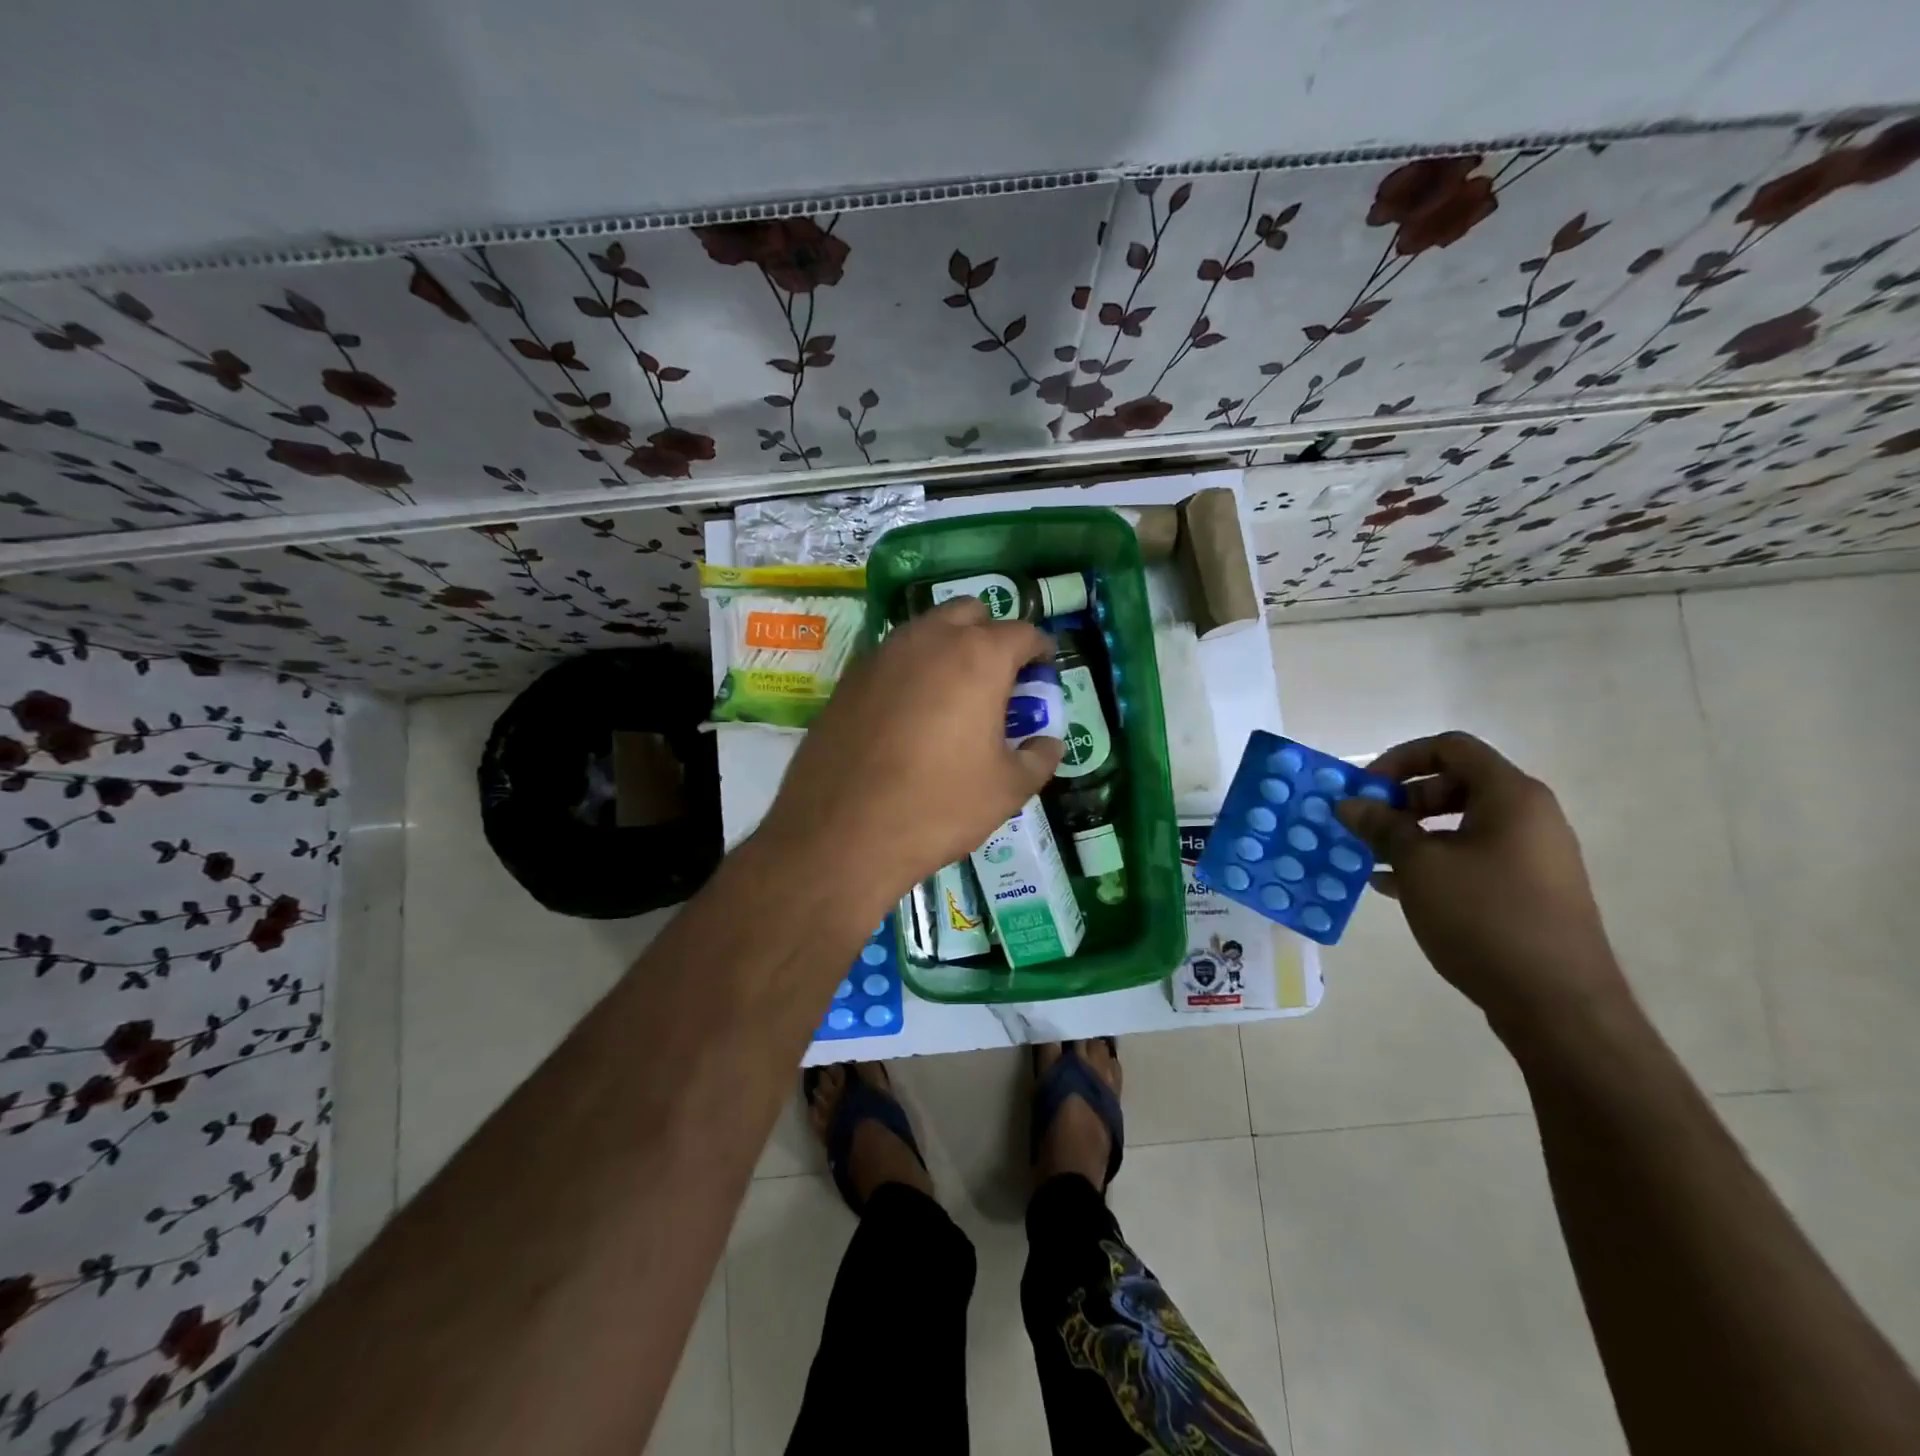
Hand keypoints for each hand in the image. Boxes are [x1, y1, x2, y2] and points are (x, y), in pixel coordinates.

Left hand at [758, 597, 1064, 912]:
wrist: (841, 833)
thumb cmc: (938, 807)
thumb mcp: (1007, 790)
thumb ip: (1038, 758)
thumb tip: (1048, 743)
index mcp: (978, 657)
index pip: (1022, 633)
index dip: (1040, 651)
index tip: (1043, 671)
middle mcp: (929, 639)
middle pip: (969, 613)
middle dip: (990, 634)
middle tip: (998, 677)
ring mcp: (882, 654)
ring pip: (925, 629)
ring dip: (947, 647)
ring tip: (954, 694)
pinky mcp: (848, 678)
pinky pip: (891, 657)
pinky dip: (911, 670)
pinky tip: (910, 712)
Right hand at [1335, 732, 1630, 1036]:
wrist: (1557, 1004)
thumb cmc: (1484, 917)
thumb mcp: (1419, 866)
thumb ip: (1381, 827)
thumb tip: (1349, 803)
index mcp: (1510, 796)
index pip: (1450, 748)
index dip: (1400, 759)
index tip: (1365, 790)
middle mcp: (1529, 816)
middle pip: (1455, 784)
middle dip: (1401, 800)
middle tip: (1365, 826)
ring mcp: (1532, 856)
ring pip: (1460, 825)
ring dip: (1411, 835)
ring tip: (1371, 859)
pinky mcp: (1528, 890)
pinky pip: (1472, 858)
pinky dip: (1433, 862)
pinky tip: (1393, 887)